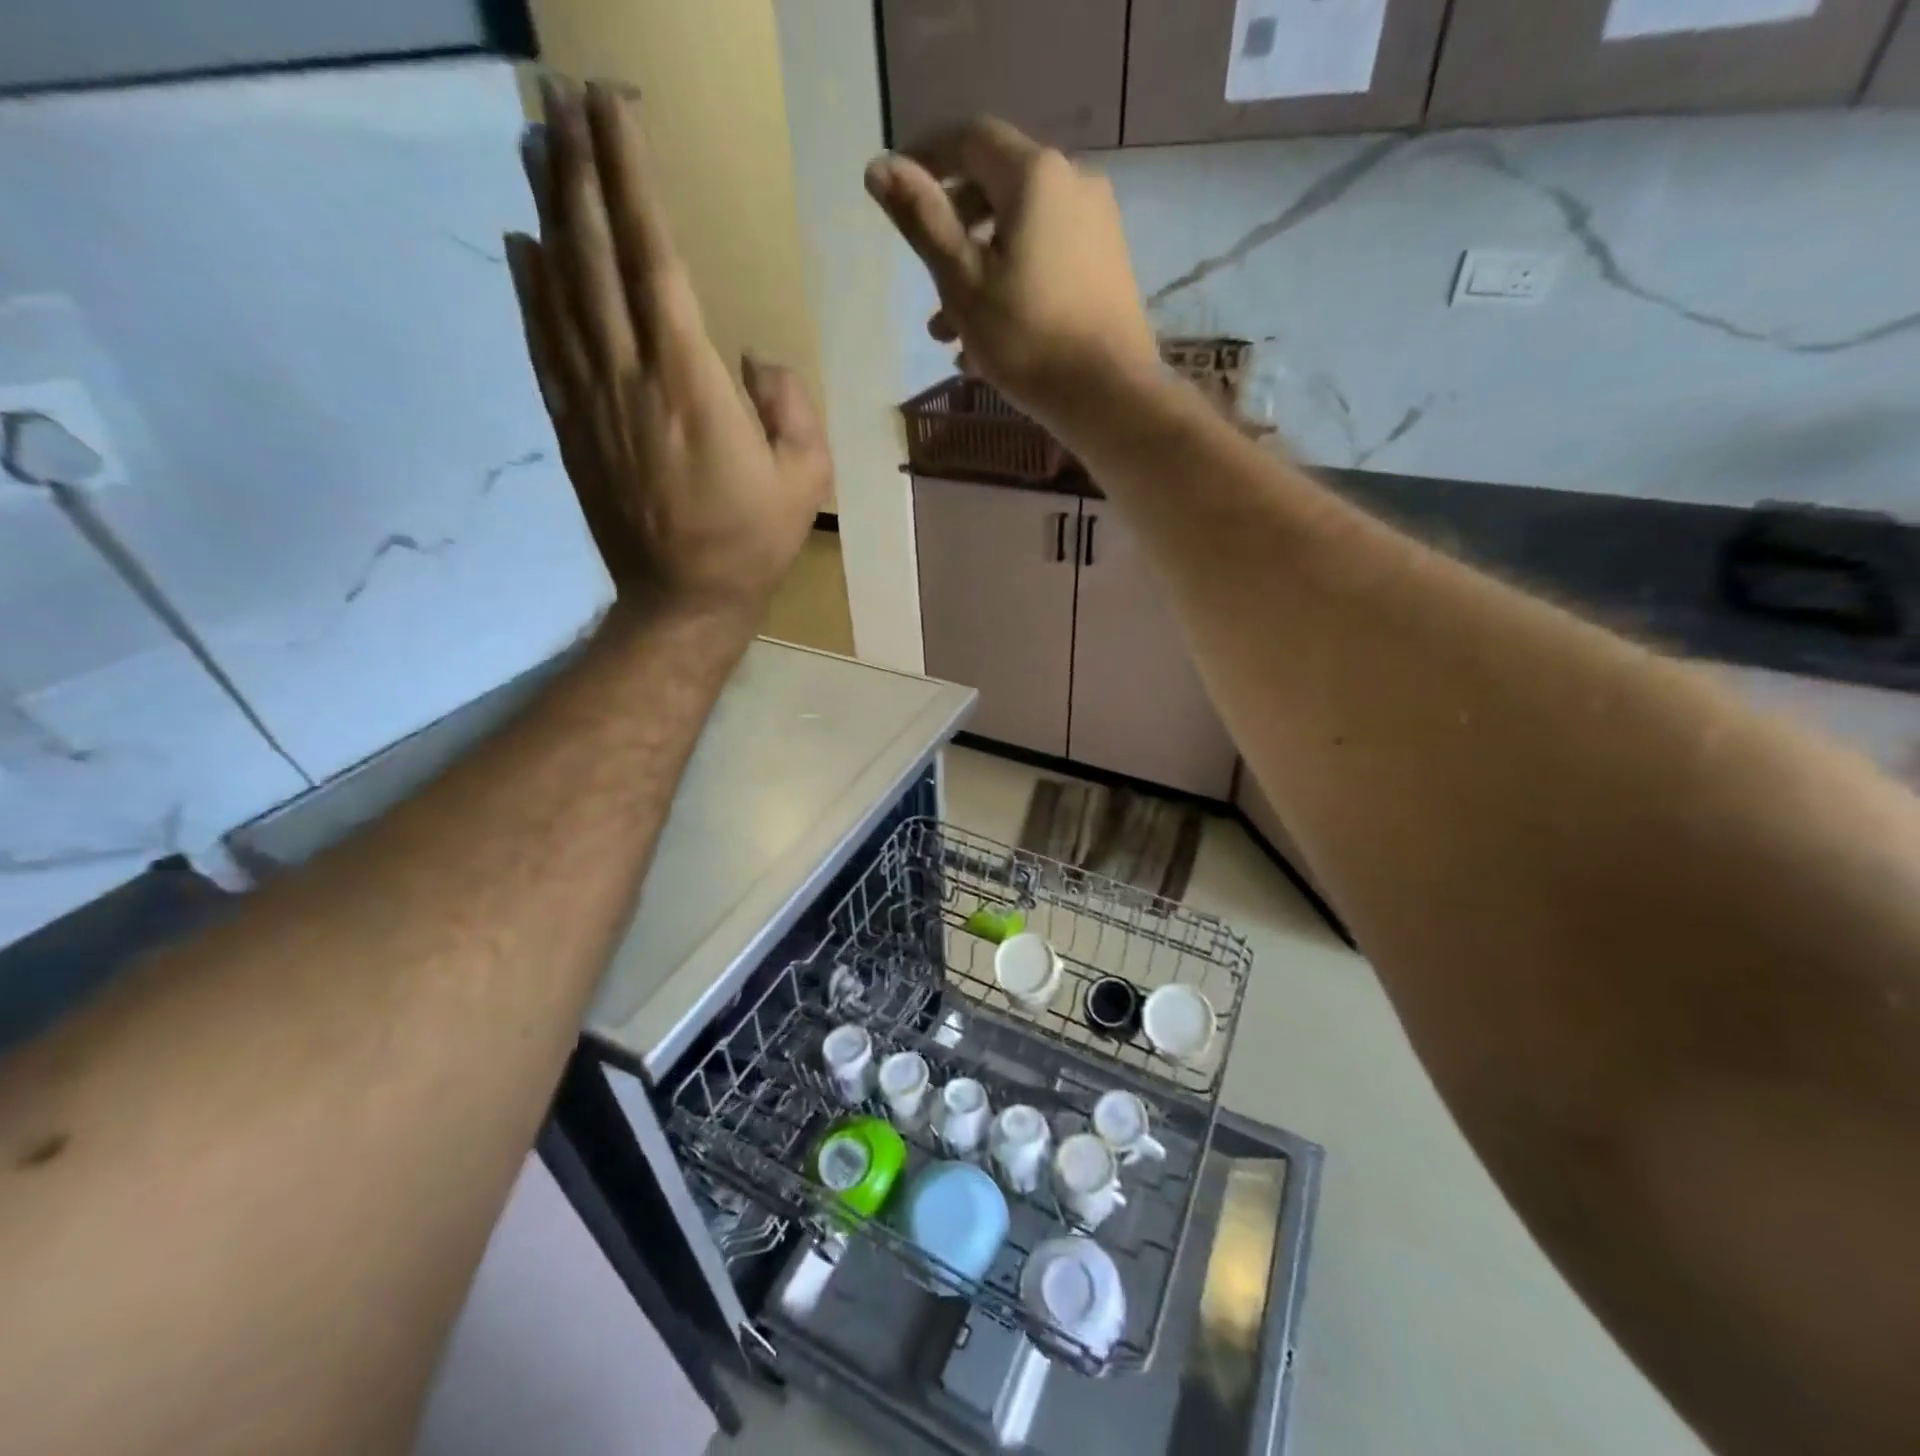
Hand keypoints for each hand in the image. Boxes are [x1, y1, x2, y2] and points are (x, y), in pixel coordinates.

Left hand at [506, 80, 830, 620]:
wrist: (684, 600)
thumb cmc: (752, 540)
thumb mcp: (804, 476)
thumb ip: (788, 405)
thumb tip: (752, 359)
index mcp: (691, 380)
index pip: (655, 257)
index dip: (632, 178)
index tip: (613, 110)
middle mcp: (630, 373)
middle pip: (595, 254)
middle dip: (581, 170)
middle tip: (563, 98)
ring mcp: (592, 399)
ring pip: (560, 288)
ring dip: (549, 211)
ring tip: (538, 145)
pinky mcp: (572, 427)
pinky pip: (544, 344)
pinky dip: (530, 289)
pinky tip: (523, 245)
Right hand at [865, 118, 1159, 427]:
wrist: (1111, 396)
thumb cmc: (1028, 339)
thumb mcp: (963, 282)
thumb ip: (922, 220)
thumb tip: (878, 165)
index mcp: (1035, 176)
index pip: (970, 139)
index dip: (927, 158)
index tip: (896, 195)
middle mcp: (1074, 185)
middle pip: (997, 190)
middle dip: (953, 235)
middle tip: (926, 285)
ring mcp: (1097, 228)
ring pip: (1020, 236)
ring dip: (978, 276)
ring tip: (948, 336)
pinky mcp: (1107, 269)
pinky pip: (1047, 262)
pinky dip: (1012, 288)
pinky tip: (989, 343)